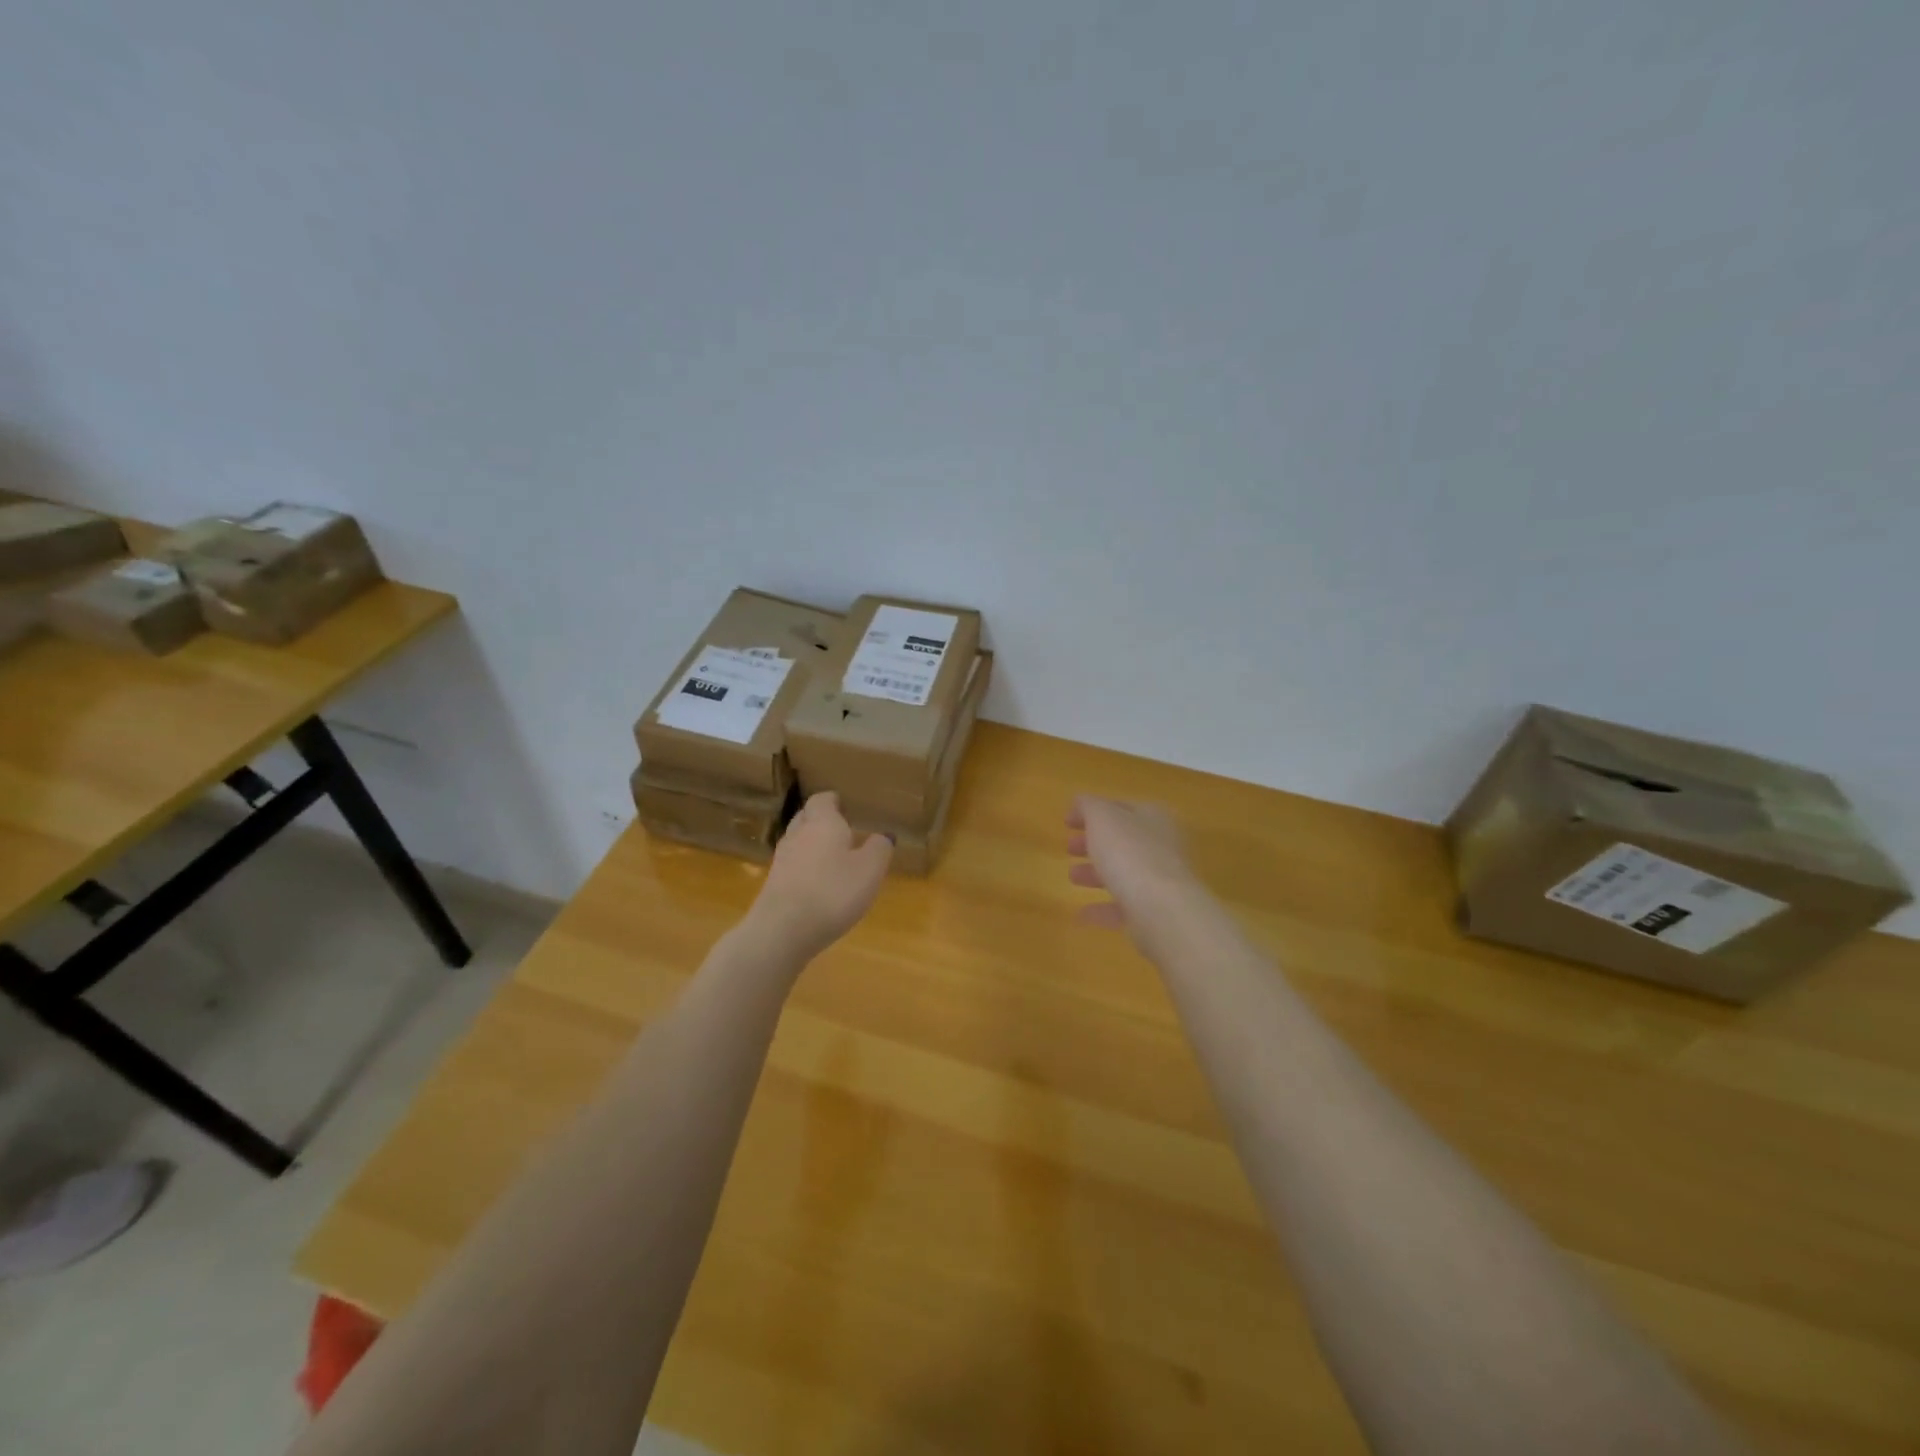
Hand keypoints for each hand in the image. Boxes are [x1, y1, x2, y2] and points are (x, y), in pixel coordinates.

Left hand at [749, 792, 893, 959]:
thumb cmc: (833, 892)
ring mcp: (782, 859)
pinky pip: (791, 865)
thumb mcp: (870, 870)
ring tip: (830, 856)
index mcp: (823, 822)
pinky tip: (816, 883)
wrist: (783, 929)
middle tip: (840, 828)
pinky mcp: (772, 884)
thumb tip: (883, 835)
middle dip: (820, 819)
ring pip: (796, 841)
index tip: (844, 805)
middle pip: (806, 817)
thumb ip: (879, 849)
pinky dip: (803, 867)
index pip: (822, 800)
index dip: (833, 801)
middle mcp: (798, 834)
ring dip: (811, 844)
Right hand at [1066, 796, 1202, 946]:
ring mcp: (1162, 881)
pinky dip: (1103, 908)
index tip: (1066, 822)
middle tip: (1069, 848)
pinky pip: (1125, 907)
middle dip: (1094, 843)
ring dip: (1097, 874)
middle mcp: (1163, 846)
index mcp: (1154, 817)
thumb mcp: (1102, 818)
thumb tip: (1080, 803)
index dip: (1091, 811)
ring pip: (1125, 873)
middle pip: (1123, 841)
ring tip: (1072, 877)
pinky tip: (1081, 914)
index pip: (1120, 807)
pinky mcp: (1157, 913)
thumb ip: (1089, 806)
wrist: (1164, 912)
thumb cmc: (1131, 854)